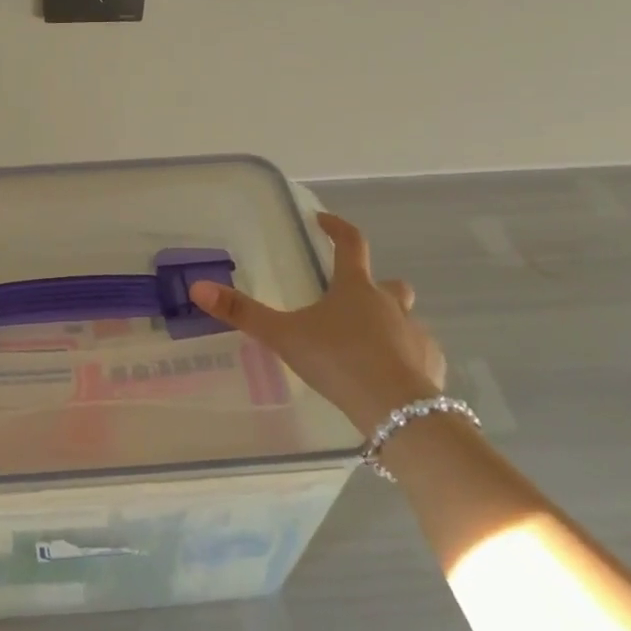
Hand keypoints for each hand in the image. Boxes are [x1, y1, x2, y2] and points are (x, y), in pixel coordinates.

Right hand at [190, 212, 444, 431]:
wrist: (396, 409)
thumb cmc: (338, 360)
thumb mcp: (283, 336)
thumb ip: (243, 313)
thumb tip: (198, 287)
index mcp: (355, 288)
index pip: (350, 243)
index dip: (336, 228)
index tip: (322, 221)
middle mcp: (390, 304)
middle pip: (389, 283)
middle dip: (374, 286)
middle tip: (350, 301)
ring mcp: (416, 335)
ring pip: (405, 319)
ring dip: (390, 324)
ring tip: (366, 346)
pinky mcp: (432, 366)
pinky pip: (419, 353)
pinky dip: (406, 358)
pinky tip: (388, 378)